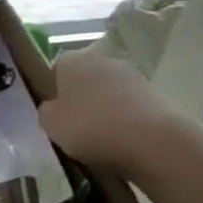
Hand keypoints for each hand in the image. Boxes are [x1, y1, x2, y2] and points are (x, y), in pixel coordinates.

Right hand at [37, 54, 182, 177]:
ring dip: (105, 110)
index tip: (55, 114)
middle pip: (85, 80)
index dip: (54, 92)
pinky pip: (130, 108)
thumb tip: (54, 108)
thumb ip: (47, 111)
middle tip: (76, 126)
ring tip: (102, 138)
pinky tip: (124, 141)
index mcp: (72, 61)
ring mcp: (133, 76)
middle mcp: (102, 60)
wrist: (152, 142)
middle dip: (81, 99)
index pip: (55, 70)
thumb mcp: (50, 124)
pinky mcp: (156, 95)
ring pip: (109, 94)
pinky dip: (126, 120)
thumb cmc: (90, 127)